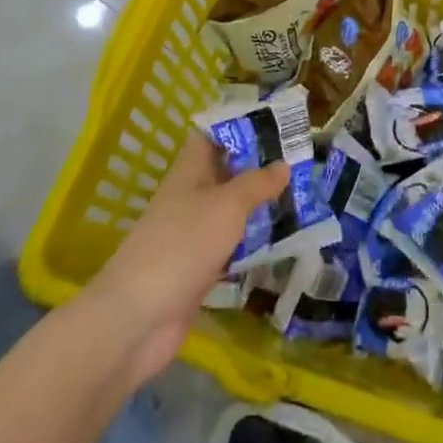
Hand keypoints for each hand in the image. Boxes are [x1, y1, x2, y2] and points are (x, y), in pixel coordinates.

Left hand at [82, 134, 288, 387]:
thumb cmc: (182, 245)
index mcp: (189, 172)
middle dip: (260, 168)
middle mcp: (191, 198)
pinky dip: (254, 243)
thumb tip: (284, 164)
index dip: (240, 126)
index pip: (213, 136)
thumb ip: (256, 184)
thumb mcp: (227, 205)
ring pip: (232, 211)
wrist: (139, 318)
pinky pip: (232, 246)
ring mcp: (193, 235)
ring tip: (302, 197)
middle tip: (302, 162)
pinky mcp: (199, 269)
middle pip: (226, 174)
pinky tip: (283, 241)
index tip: (277, 123)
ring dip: (260, 206)